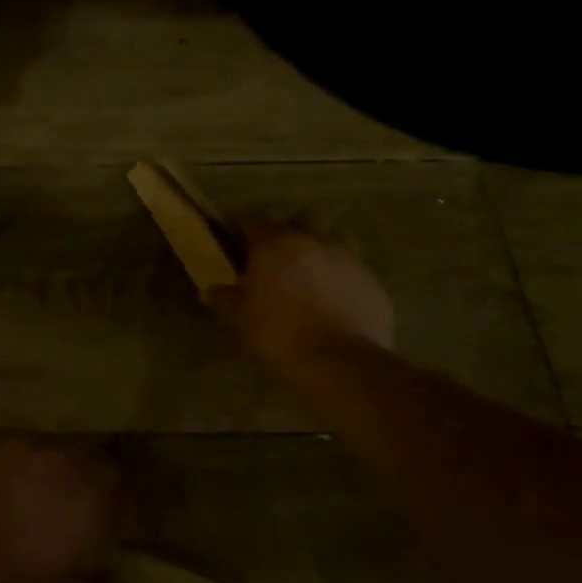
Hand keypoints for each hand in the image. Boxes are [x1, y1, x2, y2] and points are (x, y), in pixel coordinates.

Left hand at [0, 439, 117, 582]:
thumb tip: (98, 581)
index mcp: (90, 504)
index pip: (122, 496)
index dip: (116, 512)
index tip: (107, 530)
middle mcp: (68, 465)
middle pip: (95, 462)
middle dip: (92, 483)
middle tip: (76, 509)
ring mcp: (30, 447)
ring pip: (58, 452)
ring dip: (58, 472)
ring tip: (41, 496)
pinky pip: (24, 450)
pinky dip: (24, 467)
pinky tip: (8, 488)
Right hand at [206, 221, 395, 370]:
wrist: (341, 363)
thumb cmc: (279, 334)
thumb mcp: (242, 319)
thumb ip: (226, 300)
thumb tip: (209, 291)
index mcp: (276, 244)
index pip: (253, 220)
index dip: (241, 226)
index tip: (233, 234)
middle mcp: (314, 241)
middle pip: (301, 219)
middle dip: (289, 230)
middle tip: (277, 253)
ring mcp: (349, 259)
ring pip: (334, 239)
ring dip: (320, 248)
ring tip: (310, 272)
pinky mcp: (373, 283)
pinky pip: (354, 270)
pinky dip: (342, 277)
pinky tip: (335, 299)